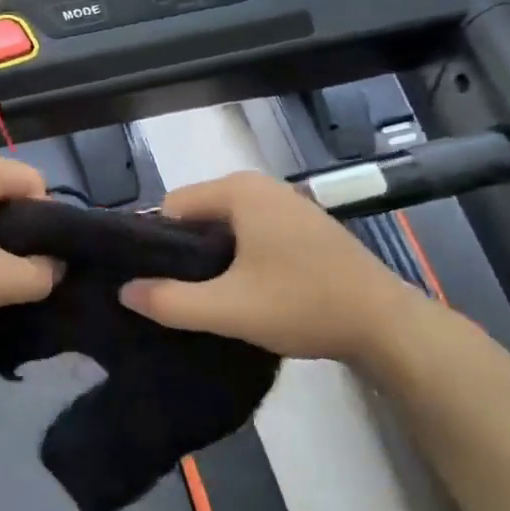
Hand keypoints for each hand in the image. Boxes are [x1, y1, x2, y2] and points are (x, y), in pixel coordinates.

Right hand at [119, 171, 424, 363]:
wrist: (385, 324)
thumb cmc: (303, 305)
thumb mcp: (228, 309)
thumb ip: (169, 301)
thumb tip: (124, 291)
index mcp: (239, 191)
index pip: (171, 206)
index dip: (158, 245)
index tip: (157, 283)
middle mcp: (261, 186)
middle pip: (197, 214)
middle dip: (185, 252)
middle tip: (183, 295)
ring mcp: (286, 203)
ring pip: (224, 226)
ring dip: (213, 258)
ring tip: (212, 297)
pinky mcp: (302, 225)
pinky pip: (250, 232)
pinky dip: (239, 256)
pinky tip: (246, 290)